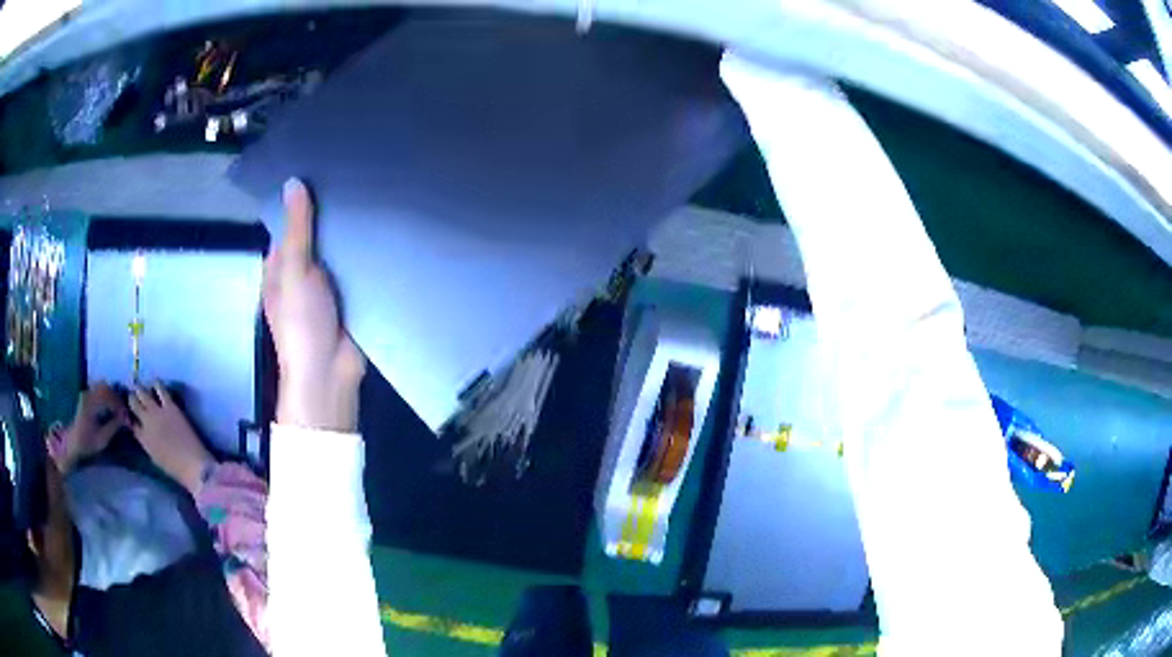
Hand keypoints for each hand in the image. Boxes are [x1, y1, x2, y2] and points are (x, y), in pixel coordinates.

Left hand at [47, 382, 128, 472]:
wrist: (73, 442)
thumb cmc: (87, 443)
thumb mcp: (102, 439)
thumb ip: (113, 426)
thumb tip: (125, 419)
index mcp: (91, 403)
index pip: (109, 397)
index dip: (120, 405)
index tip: (127, 416)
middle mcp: (88, 394)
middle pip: (106, 388)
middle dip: (116, 398)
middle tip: (123, 411)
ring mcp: (86, 393)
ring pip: (102, 387)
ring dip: (112, 396)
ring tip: (118, 409)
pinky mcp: (86, 396)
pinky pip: (99, 390)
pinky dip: (106, 396)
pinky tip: (110, 407)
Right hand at [129, 383, 212, 493]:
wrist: (192, 465)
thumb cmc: (175, 468)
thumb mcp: (155, 458)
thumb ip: (147, 443)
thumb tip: (143, 432)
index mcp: (142, 439)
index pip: (130, 423)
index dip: (128, 415)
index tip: (126, 410)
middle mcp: (146, 422)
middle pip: (134, 404)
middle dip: (132, 398)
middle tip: (130, 393)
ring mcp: (157, 412)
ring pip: (143, 394)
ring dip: (140, 389)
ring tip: (138, 385)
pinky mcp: (170, 406)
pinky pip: (161, 390)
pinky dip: (156, 384)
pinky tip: (155, 381)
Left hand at [263, 179, 364, 431]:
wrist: (330, 373)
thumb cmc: (301, 323)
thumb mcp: (294, 271)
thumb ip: (297, 230)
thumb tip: (293, 182)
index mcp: (279, 267)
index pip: (288, 225)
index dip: (302, 201)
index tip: (324, 171)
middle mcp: (301, 273)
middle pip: (315, 236)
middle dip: (332, 214)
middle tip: (359, 176)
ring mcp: (326, 286)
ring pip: (339, 250)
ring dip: (352, 232)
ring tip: (377, 193)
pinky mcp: (350, 296)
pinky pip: (358, 267)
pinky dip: (368, 253)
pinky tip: (386, 229)